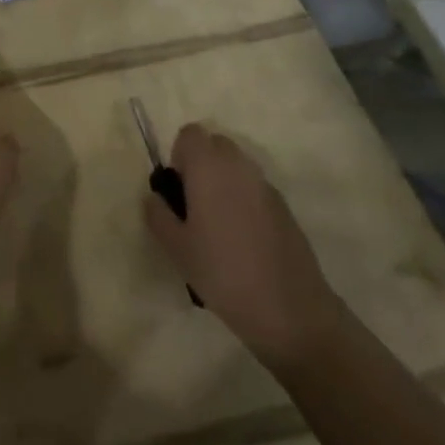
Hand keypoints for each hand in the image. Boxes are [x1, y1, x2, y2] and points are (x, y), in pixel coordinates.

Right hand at [143, 122, 344, 372]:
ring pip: (237, 167)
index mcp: (209, 168)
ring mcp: (266, 186)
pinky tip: (243, 241)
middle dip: (202, 165)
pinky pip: (255, 189)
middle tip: (194, 206)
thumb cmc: (223, 273)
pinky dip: (244, 200)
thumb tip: (154, 197)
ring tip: (218, 226)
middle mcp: (239, 167)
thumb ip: (158, 215)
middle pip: (215, 145)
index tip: (178, 190)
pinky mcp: (285, 208)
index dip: (180, 156)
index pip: (190, 134)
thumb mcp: (177, 249)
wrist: (290, 310)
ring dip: (224, 182)